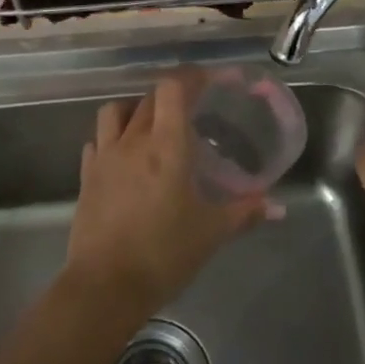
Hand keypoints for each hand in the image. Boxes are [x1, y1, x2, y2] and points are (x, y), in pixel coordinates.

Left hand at [65, 73, 272, 321]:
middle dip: (172, 94)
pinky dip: (111, 137)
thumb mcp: (211, 233)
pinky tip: (123, 155)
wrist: (105, 286)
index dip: (191, 77)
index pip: (173, 89)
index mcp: (167, 146)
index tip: (209, 81)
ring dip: (136, 109)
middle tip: (192, 106)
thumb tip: (278, 207)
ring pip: (116, 111)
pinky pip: (97, 141)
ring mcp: (105, 156)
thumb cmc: (164, 254)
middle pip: (150, 98)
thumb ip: (245, 212)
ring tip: (153, 124)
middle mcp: (134, 141)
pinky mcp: (86, 176)